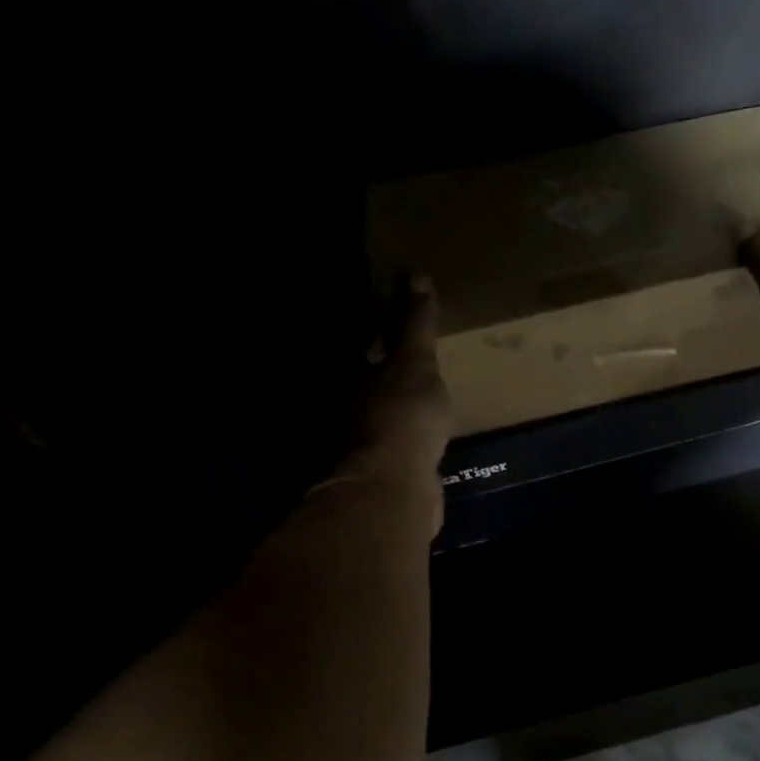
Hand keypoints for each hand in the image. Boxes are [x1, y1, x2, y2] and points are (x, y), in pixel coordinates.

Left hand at [330, 272, 452, 511]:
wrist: (395, 487)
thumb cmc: (401, 413)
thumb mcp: (415, 361)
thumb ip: (414, 323)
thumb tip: (413, 273)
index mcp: (345, 376)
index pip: (352, 344)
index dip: (366, 330)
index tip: (381, 317)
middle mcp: (339, 407)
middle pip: (357, 380)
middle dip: (375, 369)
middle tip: (402, 356)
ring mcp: (353, 443)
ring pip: (371, 414)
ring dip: (388, 405)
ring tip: (415, 394)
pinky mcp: (374, 471)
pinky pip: (388, 444)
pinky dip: (399, 437)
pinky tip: (420, 436)